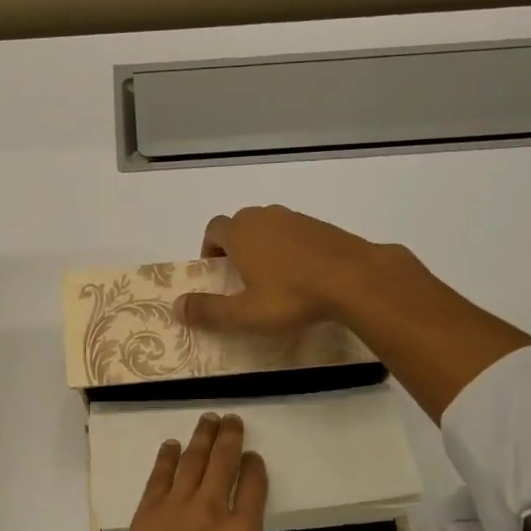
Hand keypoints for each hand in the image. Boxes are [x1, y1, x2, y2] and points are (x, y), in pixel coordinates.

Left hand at [105, 411, 268, 530]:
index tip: (253, 457)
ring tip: (208, 420)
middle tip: (232, 420)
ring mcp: (177, 507)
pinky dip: (167, 457)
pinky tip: (172, 445)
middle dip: (230, 437)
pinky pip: (160, 475)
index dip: (255, 468)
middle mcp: (212, 512)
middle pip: (224, 462)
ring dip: (202, 437)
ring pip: (193, 460)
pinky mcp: (147, 511)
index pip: (254, 488)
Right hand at [178, 204, 530, 422]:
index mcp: (241, 233)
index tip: (216, 271)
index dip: (209, 248)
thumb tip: (175, 306)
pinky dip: (291, 247)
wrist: (354, 278)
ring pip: (269, 225)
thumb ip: (208, 310)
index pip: (213, 229)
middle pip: (241, 223)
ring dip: (264, 244)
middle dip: (236, 245)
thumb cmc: (292, 297)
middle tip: (242, 276)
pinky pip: (296, 231)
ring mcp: (296, 218)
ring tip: (274, 276)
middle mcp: (265, 217)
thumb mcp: (245, 313)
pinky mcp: (323, 226)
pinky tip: (304, 273)